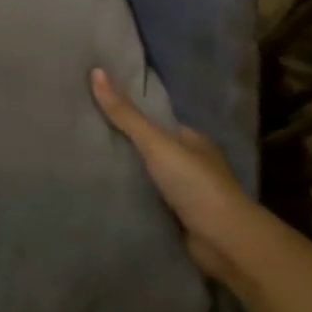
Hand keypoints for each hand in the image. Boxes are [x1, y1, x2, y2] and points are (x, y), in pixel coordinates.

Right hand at [91, 68, 258, 283]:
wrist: (224, 239)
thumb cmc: (194, 183)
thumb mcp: (156, 143)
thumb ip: (126, 114)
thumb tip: (96, 72)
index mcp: (194, 140)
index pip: (158, 123)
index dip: (132, 117)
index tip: (99, 112)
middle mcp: (194, 164)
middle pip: (154, 150)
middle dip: (128, 148)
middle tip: (88, 140)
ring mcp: (189, 194)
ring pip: (152, 178)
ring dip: (130, 176)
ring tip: (90, 167)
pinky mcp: (181, 219)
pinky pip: (151, 203)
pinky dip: (134, 200)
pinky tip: (109, 196)